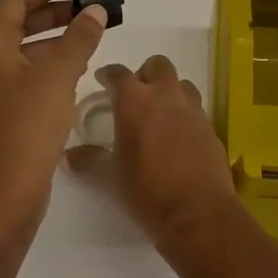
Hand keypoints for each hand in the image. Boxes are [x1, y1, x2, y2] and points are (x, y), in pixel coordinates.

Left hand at [0, 0, 107, 234]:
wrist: (9, 190)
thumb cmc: (29, 124)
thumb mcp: (59, 74)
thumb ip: (79, 38)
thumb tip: (94, 11)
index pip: (14, 2)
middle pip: (18, 24)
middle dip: (53, 12)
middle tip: (86, 8)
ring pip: (25, 50)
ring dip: (55, 38)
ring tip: (89, 35)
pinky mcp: (6, 112)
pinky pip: (29, 73)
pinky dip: (52, 63)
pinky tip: (78, 70)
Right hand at [68, 56, 234, 246]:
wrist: (198, 212)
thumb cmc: (147, 190)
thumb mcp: (111, 177)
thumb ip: (89, 160)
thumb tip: (66, 157)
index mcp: (135, 101)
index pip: (118, 73)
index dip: (108, 74)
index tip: (102, 80)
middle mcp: (165, 95)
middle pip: (157, 65)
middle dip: (145, 73)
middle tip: (135, 95)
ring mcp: (192, 108)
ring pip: (181, 83)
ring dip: (169, 90)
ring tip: (160, 112)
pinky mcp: (210, 126)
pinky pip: (196, 108)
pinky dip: (185, 113)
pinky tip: (178, 135)